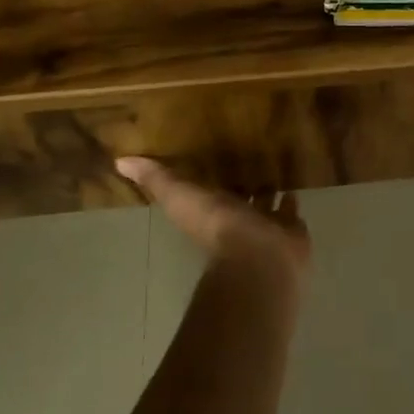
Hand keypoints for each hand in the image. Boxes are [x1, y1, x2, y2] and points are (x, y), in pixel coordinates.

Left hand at [115, 158, 311, 283]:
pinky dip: (291, 200)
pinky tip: (294, 183)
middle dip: (241, 183)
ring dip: (268, 190)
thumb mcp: (181, 197)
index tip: (210, 153)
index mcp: (210, 211)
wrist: (259, 259)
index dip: (207, 176)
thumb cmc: (219, 227)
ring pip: (265, 204)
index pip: (207, 191)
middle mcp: (236, 220)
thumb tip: (120, 161)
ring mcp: (265, 227)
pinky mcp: (291, 231)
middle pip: (237, 198)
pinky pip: (291, 211)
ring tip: (274, 165)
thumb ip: (157, 180)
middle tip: (248, 156)